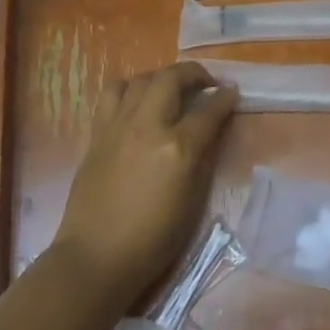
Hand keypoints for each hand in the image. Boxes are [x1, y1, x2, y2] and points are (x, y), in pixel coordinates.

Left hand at [53, 61, 237, 306]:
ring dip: (159, 77)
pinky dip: (129, 89)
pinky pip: (111, 94)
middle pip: (171, 78)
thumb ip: (202, 158)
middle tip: (204, 84)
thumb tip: (210, 131)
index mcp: (178, 149)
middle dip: (193, 74)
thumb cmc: (153, 239)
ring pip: (139, 79)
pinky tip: (136, 102)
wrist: (97, 256)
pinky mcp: (97, 134)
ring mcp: (117, 126)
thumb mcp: (192, 201)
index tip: (232, 92)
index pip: (209, 111)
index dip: (225, 98)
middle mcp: (147, 127)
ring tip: (168, 89)